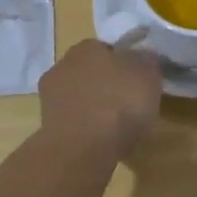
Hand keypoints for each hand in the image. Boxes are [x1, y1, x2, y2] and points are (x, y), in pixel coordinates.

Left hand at [40, 39, 162, 159]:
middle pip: (91, 72)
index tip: (138, 80)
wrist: (83, 149)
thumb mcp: (149, 75)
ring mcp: (50, 97)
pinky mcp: (47, 126)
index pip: (107, 48)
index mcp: (86, 46)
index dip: (125, 63)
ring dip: (95, 107)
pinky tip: (102, 140)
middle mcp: (62, 65)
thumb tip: (144, 56)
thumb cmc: (120, 103)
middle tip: (129, 102)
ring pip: (80, 97)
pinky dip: (86, 127)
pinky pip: (74, 120)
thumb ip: (147, 61)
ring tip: (118, 126)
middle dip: (107, 84)